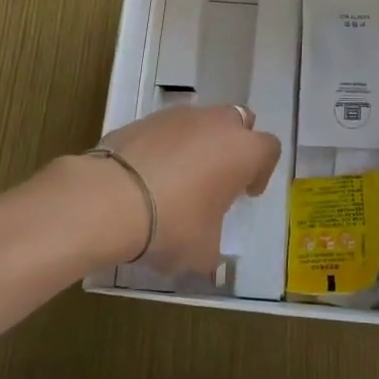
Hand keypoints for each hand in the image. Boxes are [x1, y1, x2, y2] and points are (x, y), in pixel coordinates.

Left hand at [94, 104, 280, 272]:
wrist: (110, 198)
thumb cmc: (173, 224)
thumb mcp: (201, 252)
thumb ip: (212, 252)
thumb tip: (208, 263)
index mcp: (242, 150)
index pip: (269, 149)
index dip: (261, 171)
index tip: (245, 194)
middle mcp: (216, 123)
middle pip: (238, 122)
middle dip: (233, 146)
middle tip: (217, 177)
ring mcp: (178, 116)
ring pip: (200, 121)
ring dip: (198, 143)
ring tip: (178, 178)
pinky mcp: (144, 119)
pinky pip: (166, 129)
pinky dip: (165, 146)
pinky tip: (149, 175)